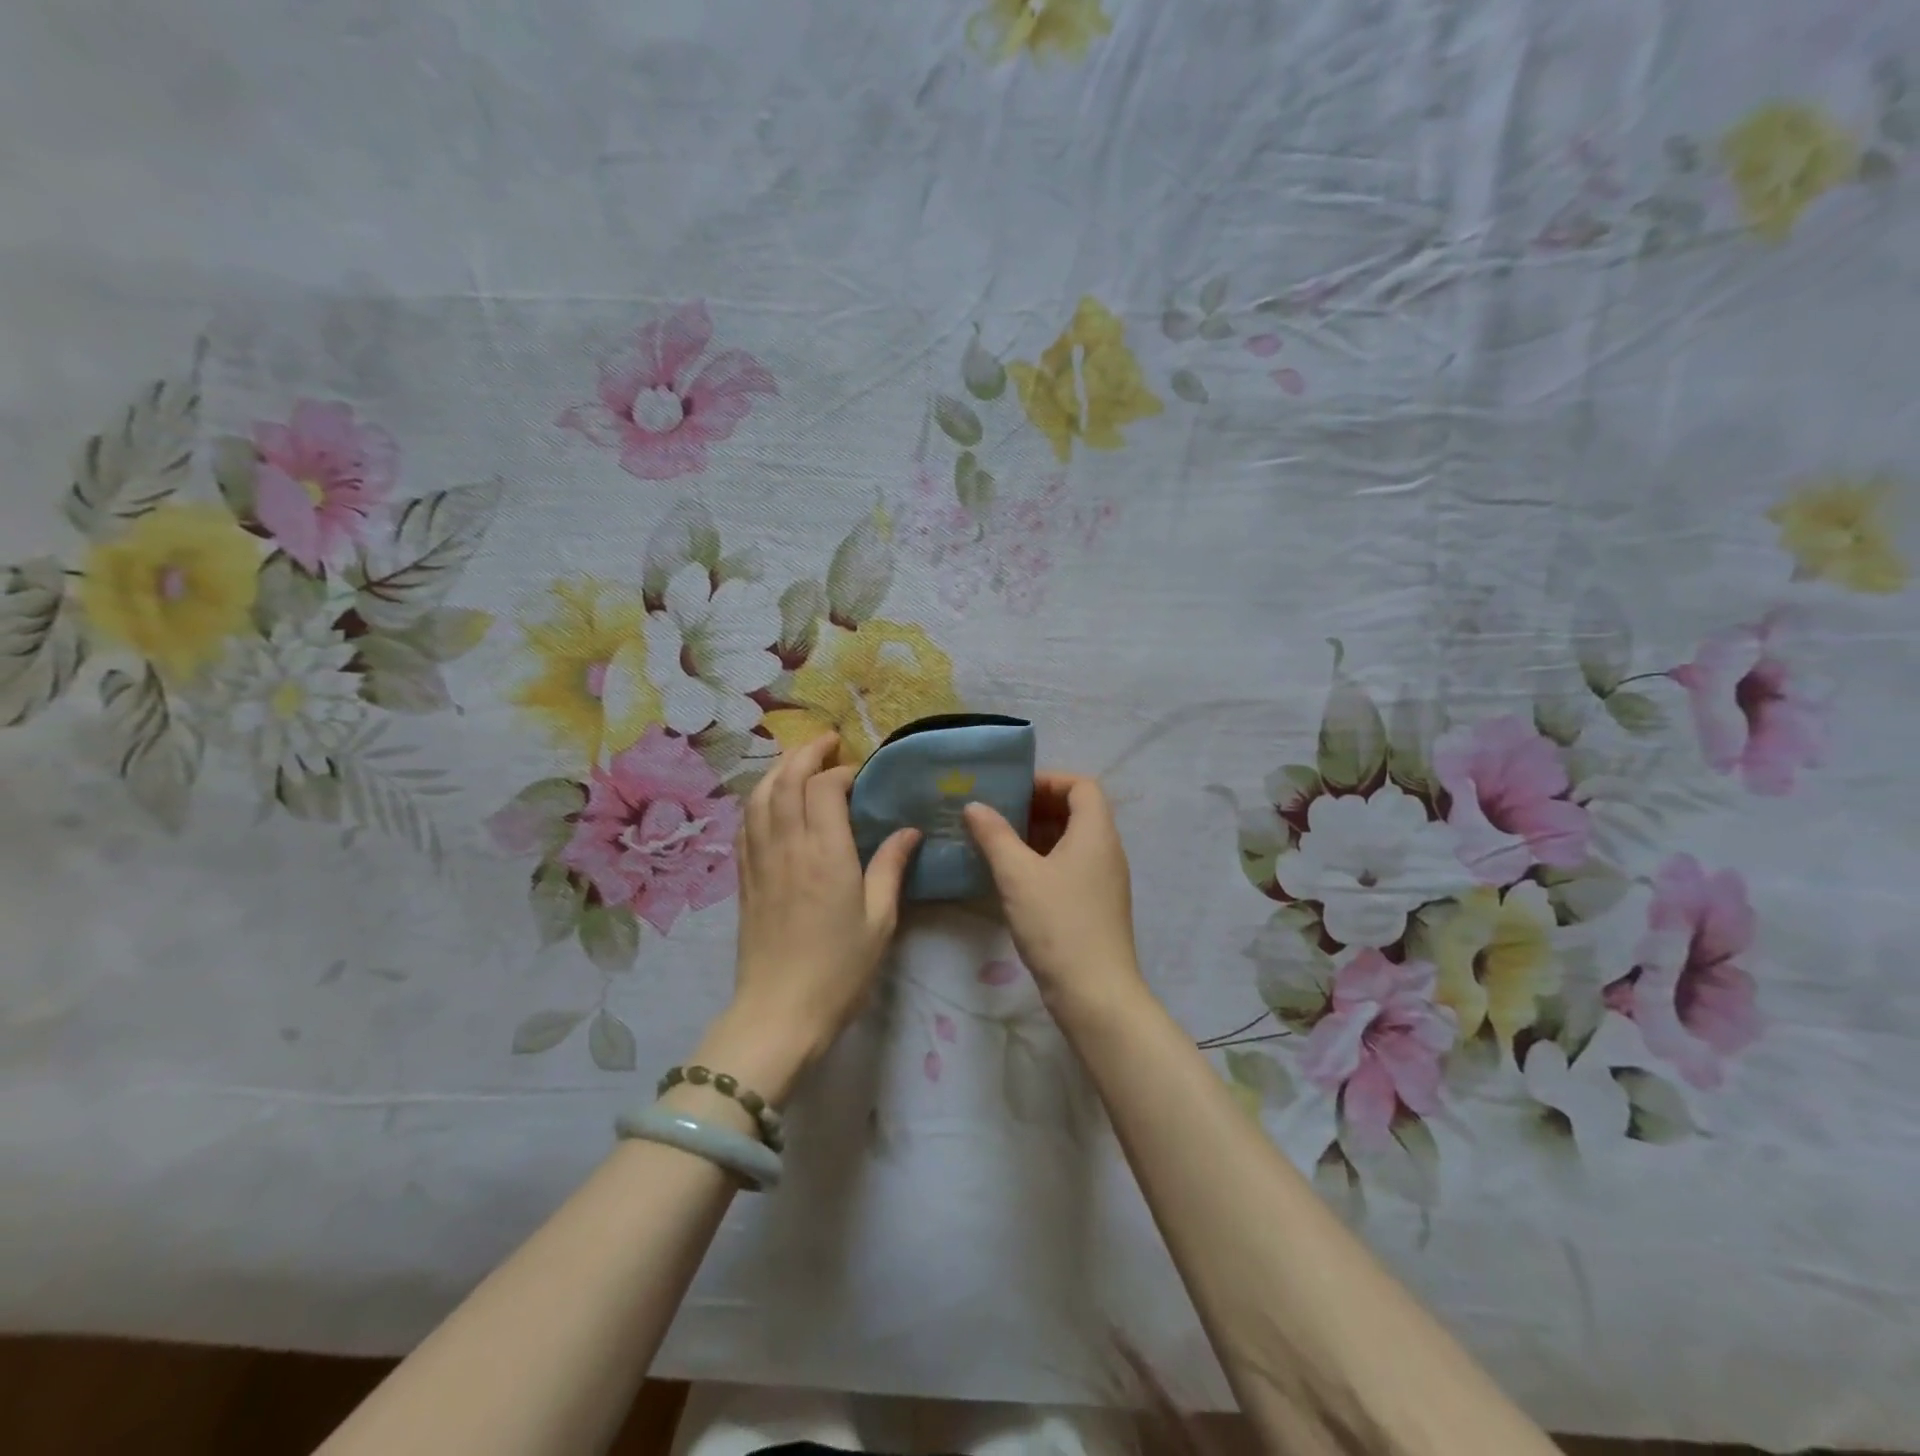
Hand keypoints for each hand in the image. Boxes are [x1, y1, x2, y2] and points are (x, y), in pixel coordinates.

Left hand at [722, 733, 918, 1093]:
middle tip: (827, 742)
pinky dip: (758, 800)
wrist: (778, 1013)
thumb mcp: (879, 919)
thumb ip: (891, 867)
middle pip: (786, 780)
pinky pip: (745, 824)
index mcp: (826, 853)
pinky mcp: (744, 878)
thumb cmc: (839, 969)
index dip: (842, 771)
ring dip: (777, 769)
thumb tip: (908, 830)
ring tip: (797, 761)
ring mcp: (759, 860)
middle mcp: (787, 846)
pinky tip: (769, 801)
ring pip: (759, 796)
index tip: (860, 773)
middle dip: (805, 753)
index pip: (825, 788)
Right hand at [963, 773, 1146, 1015]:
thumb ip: (994, 835)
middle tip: (999, 815)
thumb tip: (975, 806)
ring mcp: (1104, 880)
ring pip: (1073, 841)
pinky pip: (1072, 867)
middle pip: (1078, 811)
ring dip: (1038, 835)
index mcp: (1096, 833)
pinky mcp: (1096, 905)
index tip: (1013, 791)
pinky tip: (1014, 877)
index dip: (1049, 780)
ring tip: (999, 843)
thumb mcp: (1017, 875)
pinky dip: (1045, 860)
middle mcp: (1107, 850)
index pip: (1082, 786)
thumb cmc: (1058, 924)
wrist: (1095, 993)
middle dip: (1038, 807)